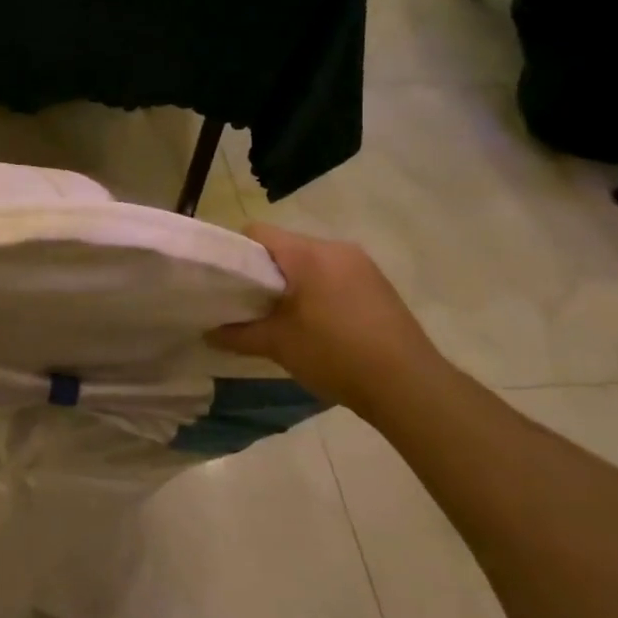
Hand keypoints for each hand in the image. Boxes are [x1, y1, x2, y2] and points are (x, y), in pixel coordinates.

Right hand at [207, 224, 440, 412]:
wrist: (409, 385)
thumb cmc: (335, 355)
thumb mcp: (278, 345)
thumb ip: (238, 334)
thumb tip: (208, 332)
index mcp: (307, 254)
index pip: (258, 232)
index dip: (237, 252)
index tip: (229, 282)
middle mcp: (334, 248)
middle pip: (286, 246)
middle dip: (267, 271)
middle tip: (255, 304)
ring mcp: (361, 264)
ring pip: (312, 260)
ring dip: (295, 281)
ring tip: (287, 317)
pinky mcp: (379, 283)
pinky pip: (335, 274)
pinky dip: (320, 290)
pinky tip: (321, 324)